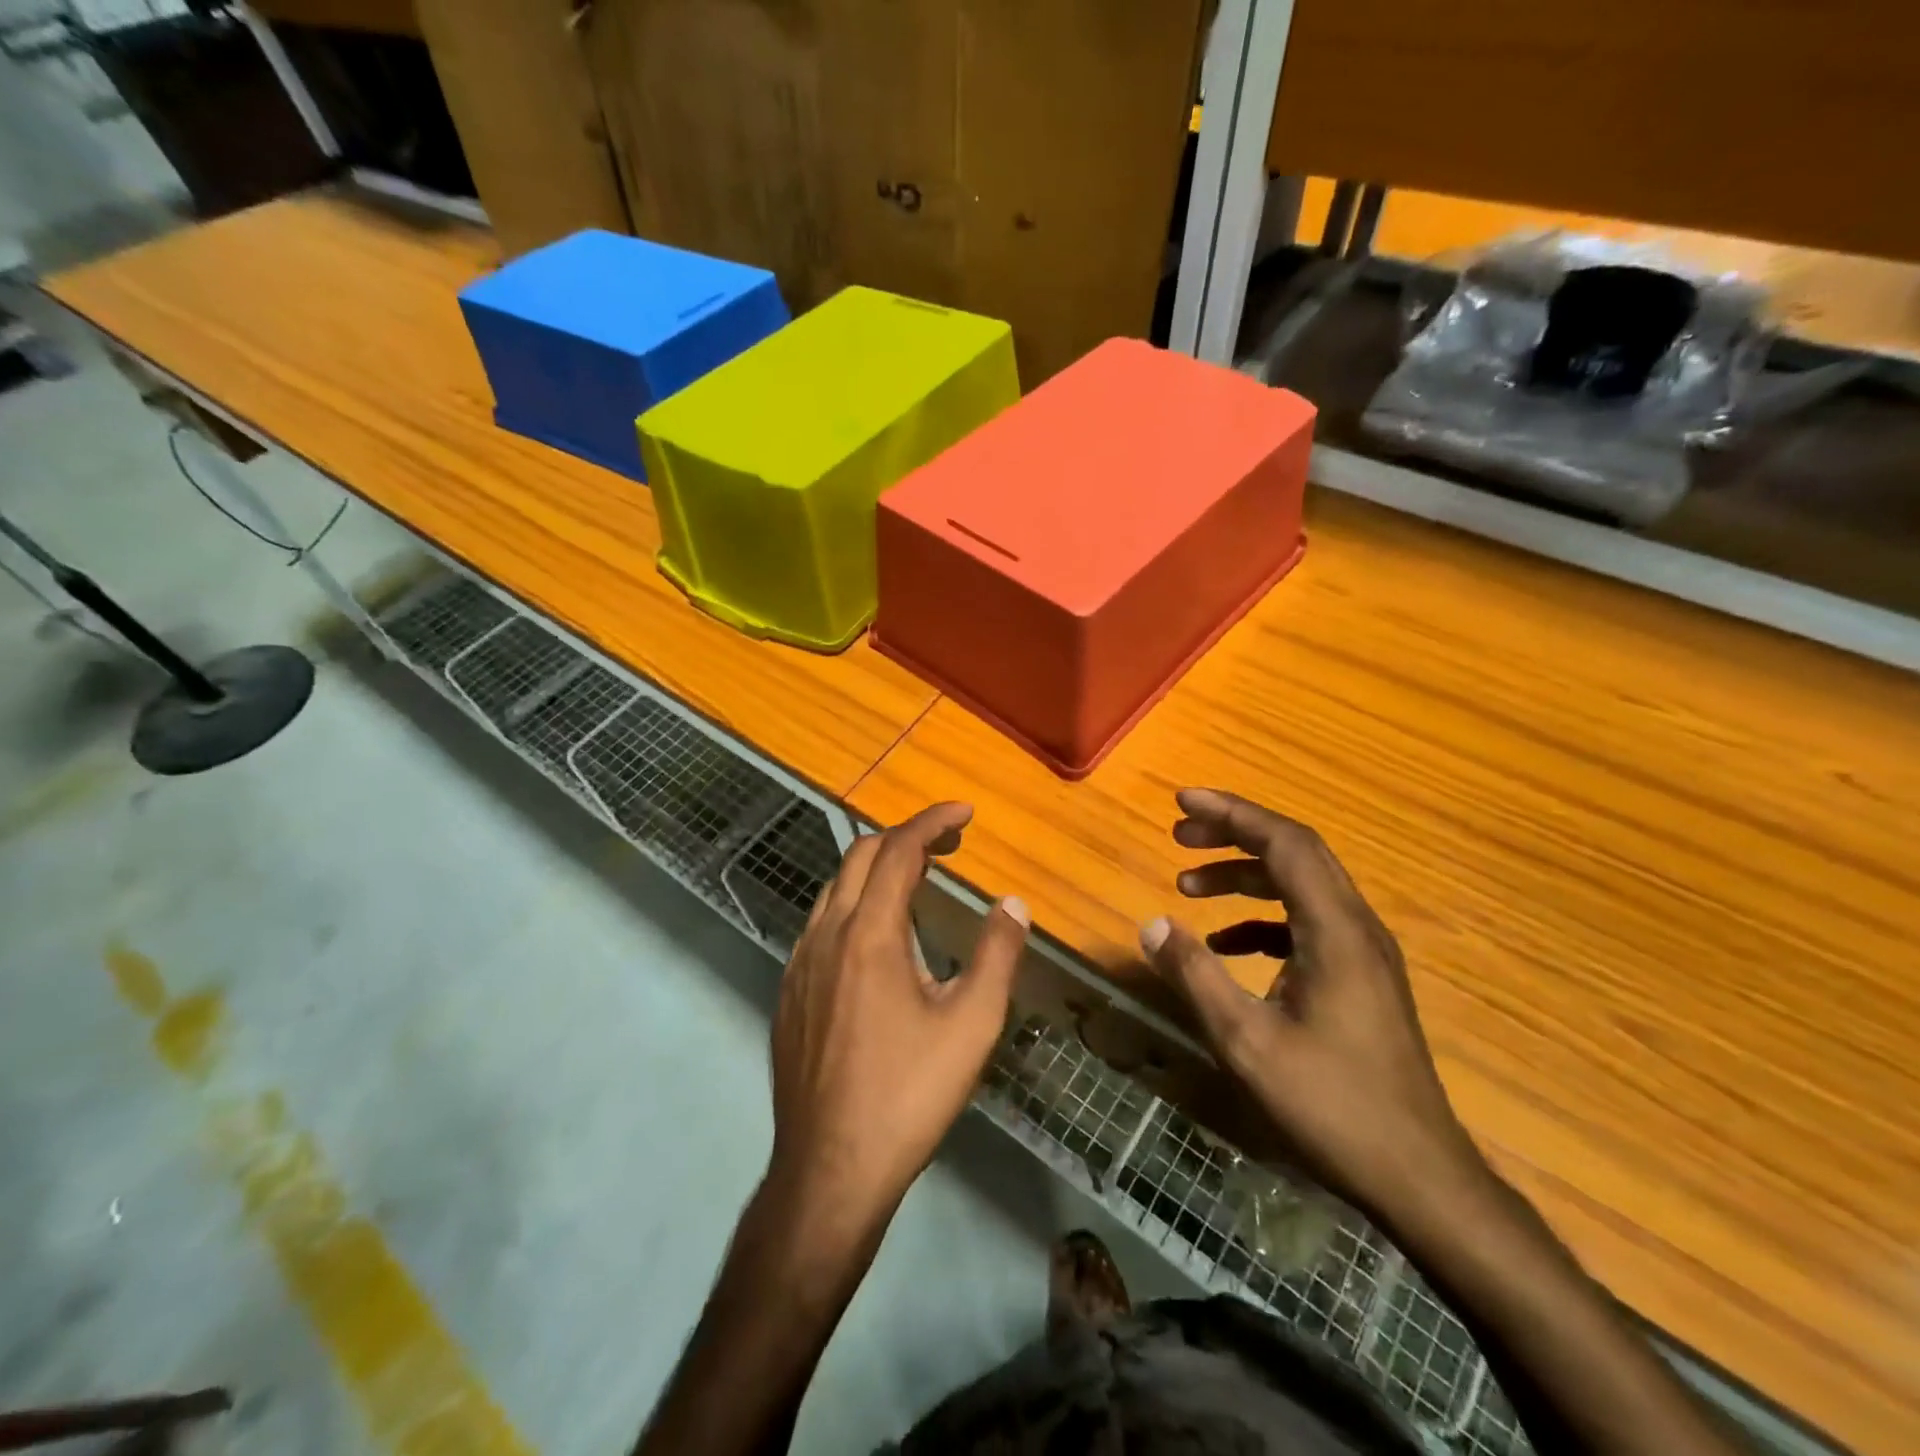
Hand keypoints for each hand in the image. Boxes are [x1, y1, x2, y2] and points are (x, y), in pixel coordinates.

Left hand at [768, 802, 1029, 1237]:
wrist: (830, 1169)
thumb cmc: (908, 1094)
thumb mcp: (971, 1024)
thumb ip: (997, 954)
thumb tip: (1012, 904)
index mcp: (870, 934)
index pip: (899, 850)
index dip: (932, 822)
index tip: (965, 813)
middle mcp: (826, 935)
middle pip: (860, 856)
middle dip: (905, 838)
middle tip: (948, 846)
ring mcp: (800, 963)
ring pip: (836, 889)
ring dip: (876, 870)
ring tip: (917, 882)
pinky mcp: (789, 993)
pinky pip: (821, 923)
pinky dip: (854, 904)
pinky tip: (877, 939)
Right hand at [1140, 788, 1480, 1222]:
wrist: (1419, 1177)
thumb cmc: (1331, 1105)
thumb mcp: (1246, 1042)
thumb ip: (1195, 976)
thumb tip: (1151, 924)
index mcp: (1334, 930)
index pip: (1285, 842)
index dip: (1232, 813)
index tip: (1182, 802)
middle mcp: (1355, 927)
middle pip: (1295, 853)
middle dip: (1234, 834)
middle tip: (1180, 834)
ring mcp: (1362, 953)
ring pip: (1299, 887)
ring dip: (1244, 876)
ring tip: (1188, 885)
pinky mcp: (1360, 979)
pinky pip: (1305, 923)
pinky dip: (1260, 919)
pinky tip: (1225, 946)